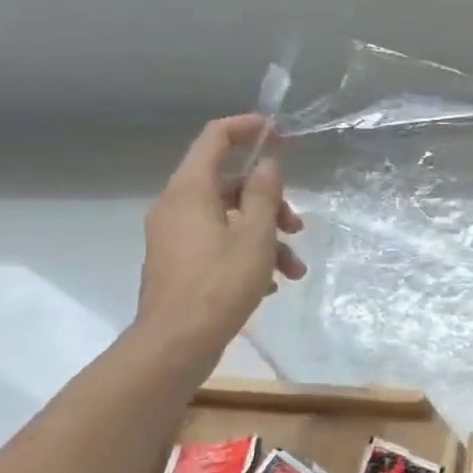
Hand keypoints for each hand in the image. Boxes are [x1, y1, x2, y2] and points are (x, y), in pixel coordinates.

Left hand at [135, 116, 305, 355]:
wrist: (176, 343)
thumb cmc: (220, 283)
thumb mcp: (256, 236)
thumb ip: (265, 195)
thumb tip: (268, 165)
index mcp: (190, 190)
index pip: (215, 138)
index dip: (247, 129)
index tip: (279, 133)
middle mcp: (176, 206)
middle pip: (229, 185)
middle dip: (271, 202)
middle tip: (298, 225)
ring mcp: (174, 236)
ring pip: (228, 219)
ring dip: (266, 237)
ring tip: (294, 269)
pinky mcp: (178, 263)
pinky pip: (217, 244)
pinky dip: (246, 254)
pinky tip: (270, 284)